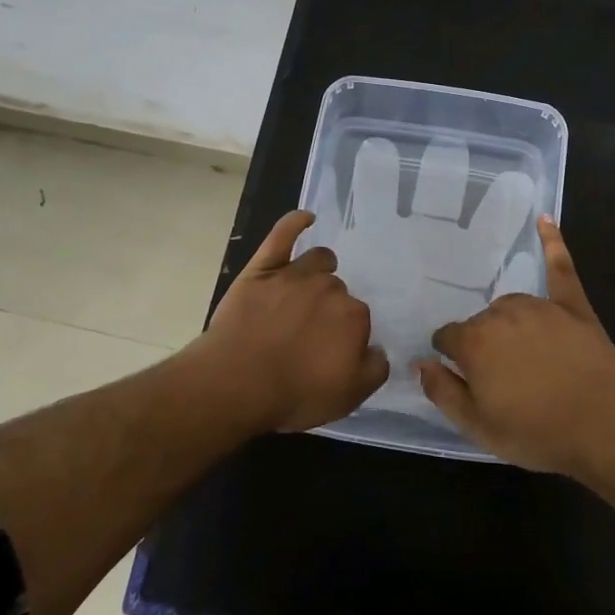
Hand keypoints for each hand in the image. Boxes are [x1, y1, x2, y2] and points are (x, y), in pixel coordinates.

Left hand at [195, 210, 389, 433]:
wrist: (236, 382)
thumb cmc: (294, 393)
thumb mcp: (349, 397)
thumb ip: (374, 369)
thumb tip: (378, 349)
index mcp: (354, 316)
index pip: (359, 319)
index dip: (346, 336)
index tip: (331, 352)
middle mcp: (330, 288)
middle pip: (338, 291)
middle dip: (330, 308)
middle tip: (311, 332)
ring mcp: (294, 274)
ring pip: (318, 261)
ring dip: (320, 270)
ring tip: (310, 287)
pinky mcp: (263, 269)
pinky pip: (283, 235)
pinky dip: (295, 223)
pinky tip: (306, 218)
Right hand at [419, 218, 614, 477]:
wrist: (603, 429)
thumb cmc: (536, 432)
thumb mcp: (477, 426)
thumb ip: (442, 391)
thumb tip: (420, 363)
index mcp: (475, 342)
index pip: (447, 337)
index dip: (451, 357)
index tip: (462, 375)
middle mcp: (503, 314)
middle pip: (480, 322)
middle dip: (483, 345)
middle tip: (502, 378)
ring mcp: (540, 306)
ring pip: (510, 306)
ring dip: (508, 323)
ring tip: (523, 355)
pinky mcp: (573, 306)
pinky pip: (560, 268)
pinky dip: (552, 242)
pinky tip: (545, 219)